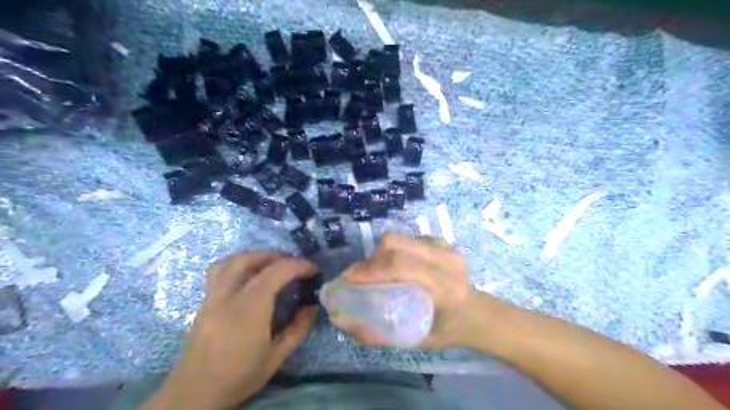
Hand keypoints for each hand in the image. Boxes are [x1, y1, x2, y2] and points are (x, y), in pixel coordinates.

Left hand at [145, 253, 319, 409]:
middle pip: (251, 260)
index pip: (276, 273)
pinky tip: (247, 275)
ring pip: (231, 261)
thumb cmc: (238, 377)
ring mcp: (212, 297)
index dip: (298, 266)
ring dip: (255, 256)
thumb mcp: (275, 357)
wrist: (193, 395)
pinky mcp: (204, 302)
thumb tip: (312, 307)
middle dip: (277, 256)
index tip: (313, 270)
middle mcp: (228, 296)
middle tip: (294, 265)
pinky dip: (237, 264)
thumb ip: (297, 329)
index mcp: (249, 309)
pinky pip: (219, 271)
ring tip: (271, 264)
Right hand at [333, 232, 492, 350]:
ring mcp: (445, 247)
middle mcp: (446, 260)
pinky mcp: (441, 241)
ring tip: (373, 271)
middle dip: (370, 259)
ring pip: (399, 238)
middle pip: (396, 244)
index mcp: (444, 287)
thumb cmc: (447, 331)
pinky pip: (407, 239)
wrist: (477, 313)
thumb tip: (341, 321)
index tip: (348, 280)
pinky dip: (393, 250)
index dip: (369, 270)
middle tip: (357, 276)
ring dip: (380, 253)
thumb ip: (378, 334)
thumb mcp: (415, 341)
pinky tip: (393, 265)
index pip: (399, 267)